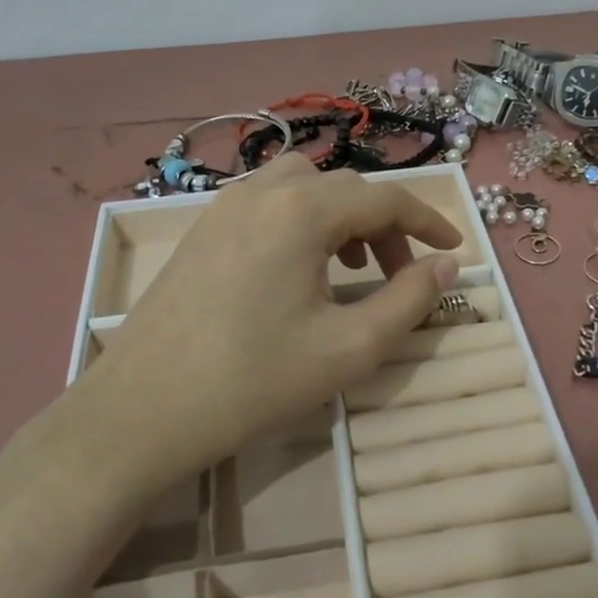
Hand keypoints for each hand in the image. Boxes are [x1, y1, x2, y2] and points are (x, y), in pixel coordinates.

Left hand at [71, 155, 461, 490]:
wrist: (142, 411)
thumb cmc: (253, 381)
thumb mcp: (350, 348)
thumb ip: (409, 301)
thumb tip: (446, 265)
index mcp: (301, 212)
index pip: (385, 199)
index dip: (428, 220)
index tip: (455, 248)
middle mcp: (263, 192)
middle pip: (345, 189)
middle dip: (386, 225)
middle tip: (400, 274)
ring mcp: (225, 206)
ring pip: (304, 187)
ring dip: (341, 216)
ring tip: (350, 266)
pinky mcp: (202, 228)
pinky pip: (268, 202)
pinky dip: (302, 220)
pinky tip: (298, 269)